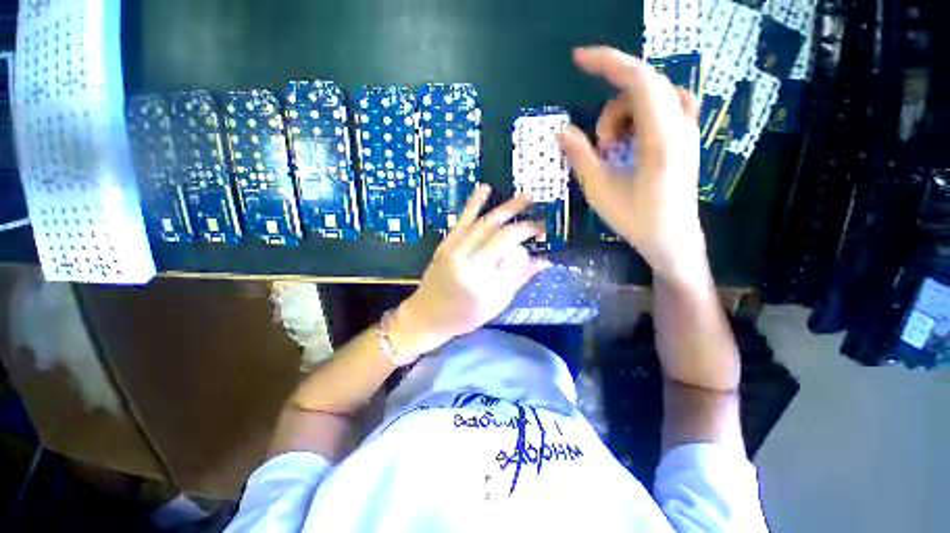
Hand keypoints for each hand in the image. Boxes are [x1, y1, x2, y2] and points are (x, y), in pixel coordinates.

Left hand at [389, 184, 550, 356]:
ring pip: (483, 222)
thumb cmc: (464, 316)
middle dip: (521, 222)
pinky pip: (462, 220)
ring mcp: (454, 248)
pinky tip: (485, 188)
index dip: (528, 234)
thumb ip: (518, 279)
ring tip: (524, 197)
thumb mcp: (495, 303)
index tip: (542, 231)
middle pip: (498, 232)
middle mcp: (467, 259)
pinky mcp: (446, 243)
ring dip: (505, 208)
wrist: (426, 314)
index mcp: (481, 279)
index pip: (510, 249)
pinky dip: (474, 202)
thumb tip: (543, 260)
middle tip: (538, 216)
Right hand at [559, 46, 707, 286]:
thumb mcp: (600, 191)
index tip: (578, 60)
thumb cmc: (637, 220)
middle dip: (611, 107)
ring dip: (624, 114)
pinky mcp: (685, 138)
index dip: (607, 63)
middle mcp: (681, 126)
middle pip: (644, 86)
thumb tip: (561, 131)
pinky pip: (664, 106)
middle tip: (598, 145)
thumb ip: (581, 157)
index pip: (638, 80)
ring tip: (612, 150)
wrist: (673, 239)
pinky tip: (629, 140)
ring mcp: (687, 131)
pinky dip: (640, 114)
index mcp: (661, 139)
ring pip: (654, 96)